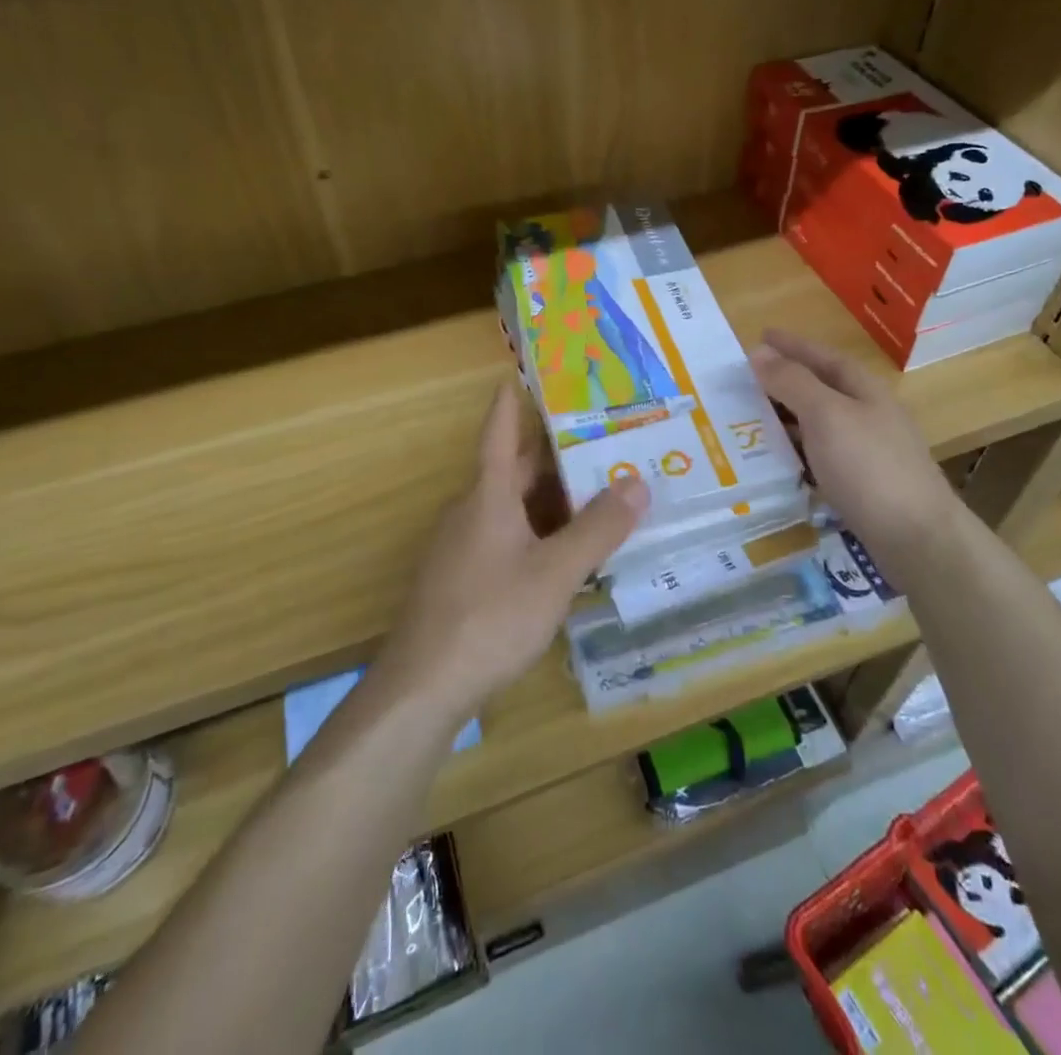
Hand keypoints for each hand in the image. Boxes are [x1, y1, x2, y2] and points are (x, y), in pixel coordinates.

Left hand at [377, 385, 648, 718]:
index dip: (510, 403)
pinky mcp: (461, 580)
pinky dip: (537, 533)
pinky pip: (505, 539)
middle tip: (598, 438)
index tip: (520, 373)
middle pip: (513, 472)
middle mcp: (470, 512)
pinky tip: (565, 553)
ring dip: (550, 499)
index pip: (500, 434)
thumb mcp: (555, 572)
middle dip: (553, 455)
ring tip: (596, 493)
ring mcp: (461, 548)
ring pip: (511, 509)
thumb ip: (597, 529)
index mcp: (488, 496)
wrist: (423, 687)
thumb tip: (638, 483)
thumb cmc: (490, 616)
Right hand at [748, 329, 958, 559]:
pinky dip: (795, 451)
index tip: (759, 336)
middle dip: (783, 381)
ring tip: (749, 419)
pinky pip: (819, 455)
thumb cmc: (868, 466)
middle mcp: (867, 413)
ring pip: (817, 424)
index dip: (791, 345)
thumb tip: (759, 353)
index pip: (822, 356)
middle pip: (820, 388)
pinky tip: (775, 461)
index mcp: (863, 389)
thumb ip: (792, 382)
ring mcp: (866, 450)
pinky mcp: (861, 483)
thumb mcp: (826, 415)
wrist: (916, 537)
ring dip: (785, 418)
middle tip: (743, 381)